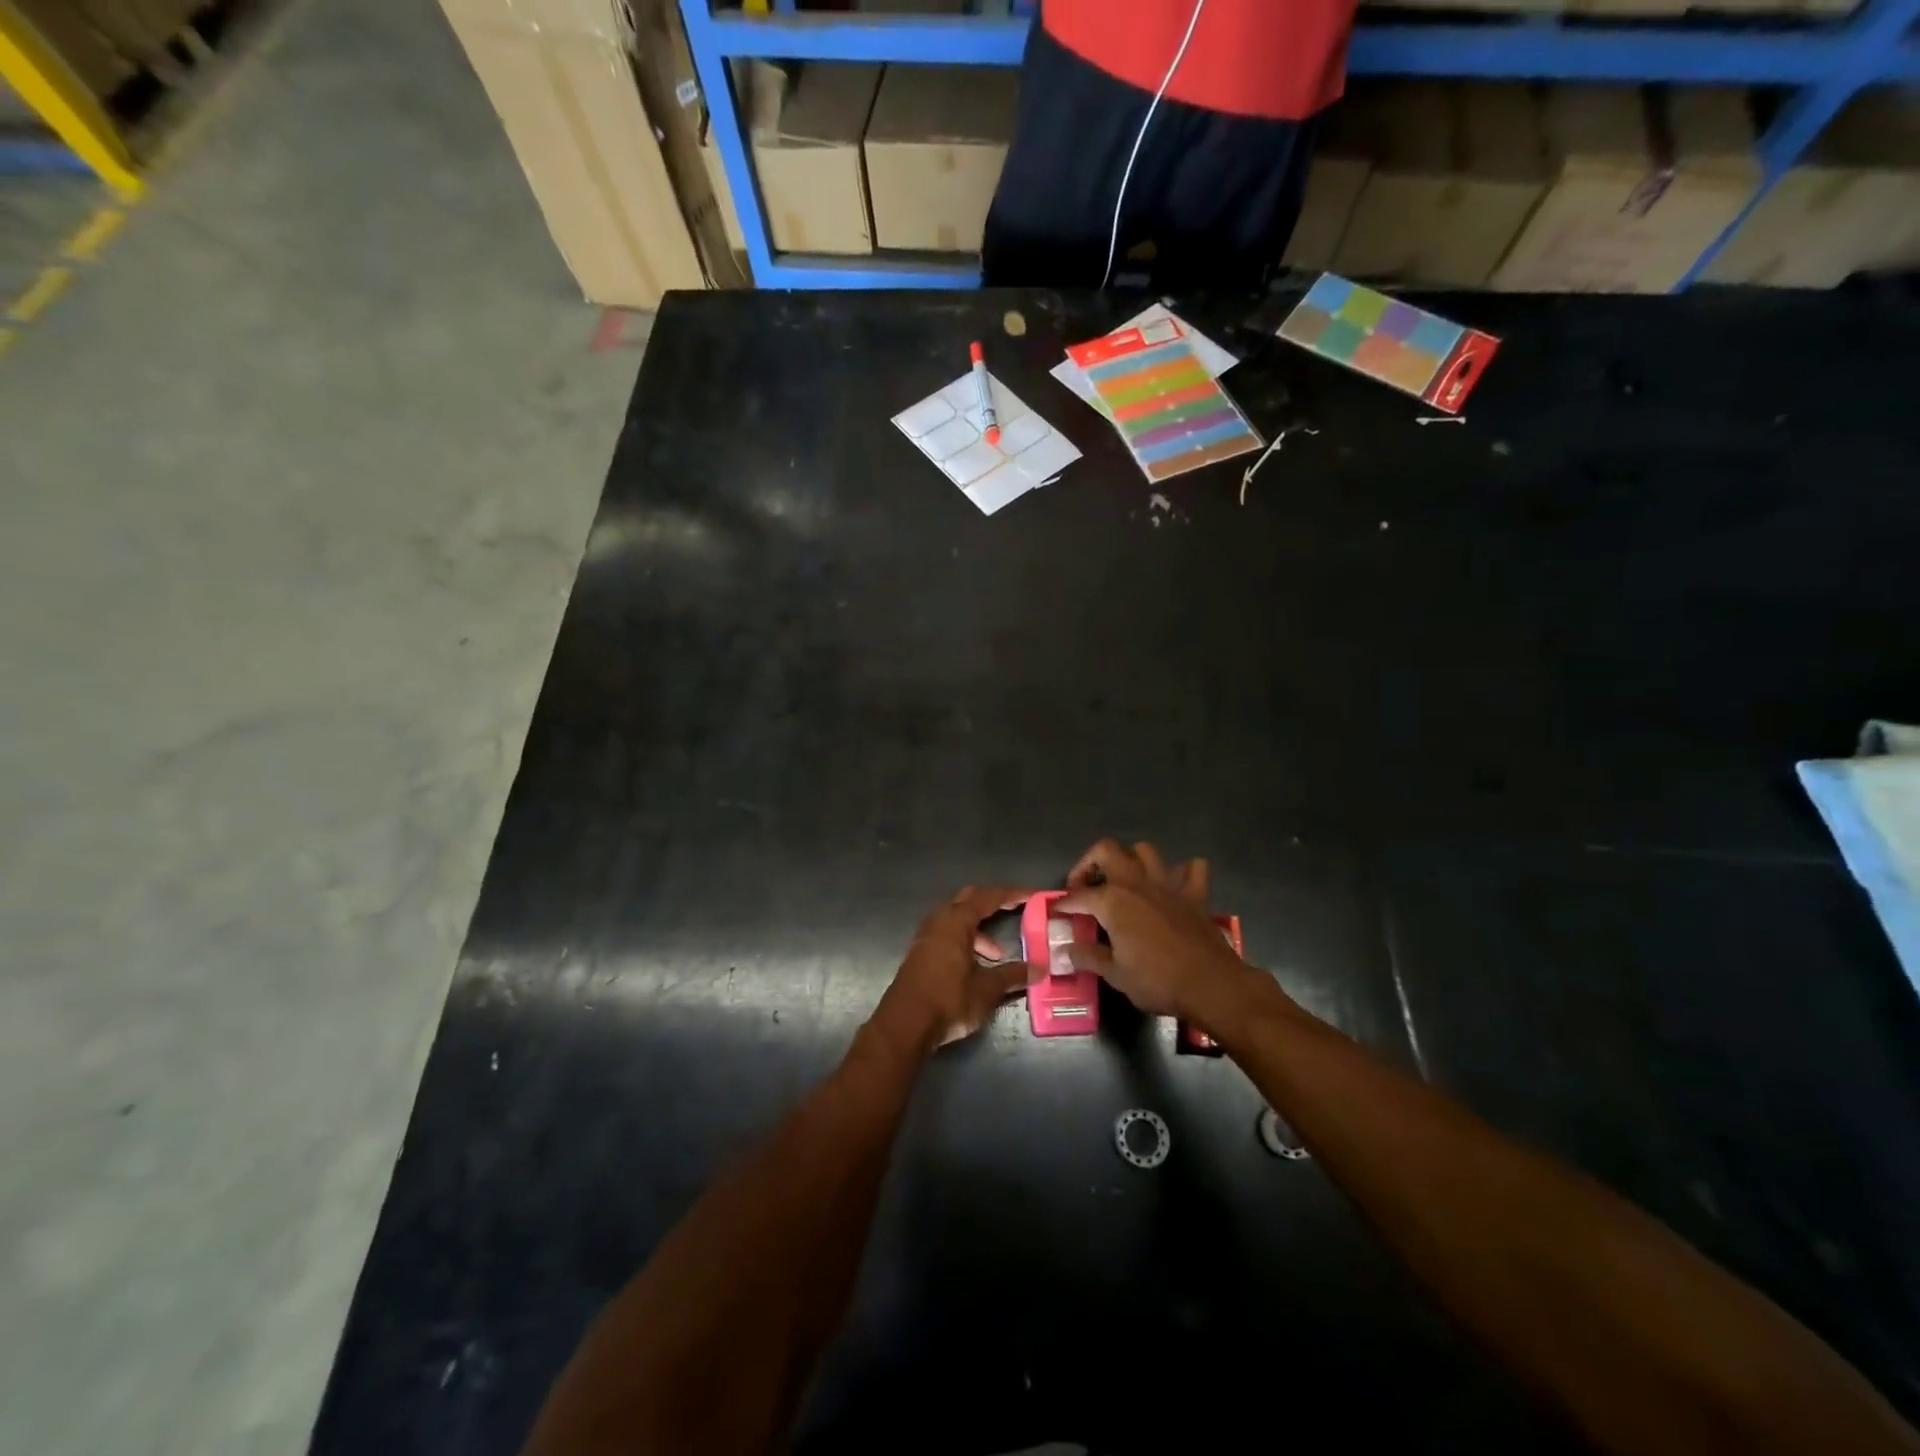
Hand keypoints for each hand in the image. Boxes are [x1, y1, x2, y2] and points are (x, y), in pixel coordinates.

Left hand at [872, 885, 1034, 1054]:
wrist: (905, 1025)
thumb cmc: (948, 1000)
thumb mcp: (987, 989)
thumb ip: (1013, 975)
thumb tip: (1039, 969)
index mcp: (956, 921)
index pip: (989, 897)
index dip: (1012, 894)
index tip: (1033, 895)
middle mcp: (939, 921)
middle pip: (969, 900)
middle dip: (993, 902)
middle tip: (1016, 908)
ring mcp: (926, 937)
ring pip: (957, 920)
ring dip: (979, 929)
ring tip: (997, 955)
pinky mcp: (921, 954)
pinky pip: (948, 935)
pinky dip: (966, 942)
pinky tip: (976, 966)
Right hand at [1055, 840, 1255, 1025]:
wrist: (1211, 985)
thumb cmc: (1157, 981)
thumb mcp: (1115, 975)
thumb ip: (1089, 957)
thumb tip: (1067, 950)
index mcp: (1112, 901)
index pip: (1078, 896)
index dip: (1064, 904)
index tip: (1057, 912)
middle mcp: (1137, 883)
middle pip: (1107, 850)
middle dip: (1090, 862)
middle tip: (1086, 886)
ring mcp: (1168, 884)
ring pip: (1145, 851)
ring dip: (1131, 860)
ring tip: (1124, 880)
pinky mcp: (1195, 894)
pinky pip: (1192, 869)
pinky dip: (1182, 872)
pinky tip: (1173, 885)